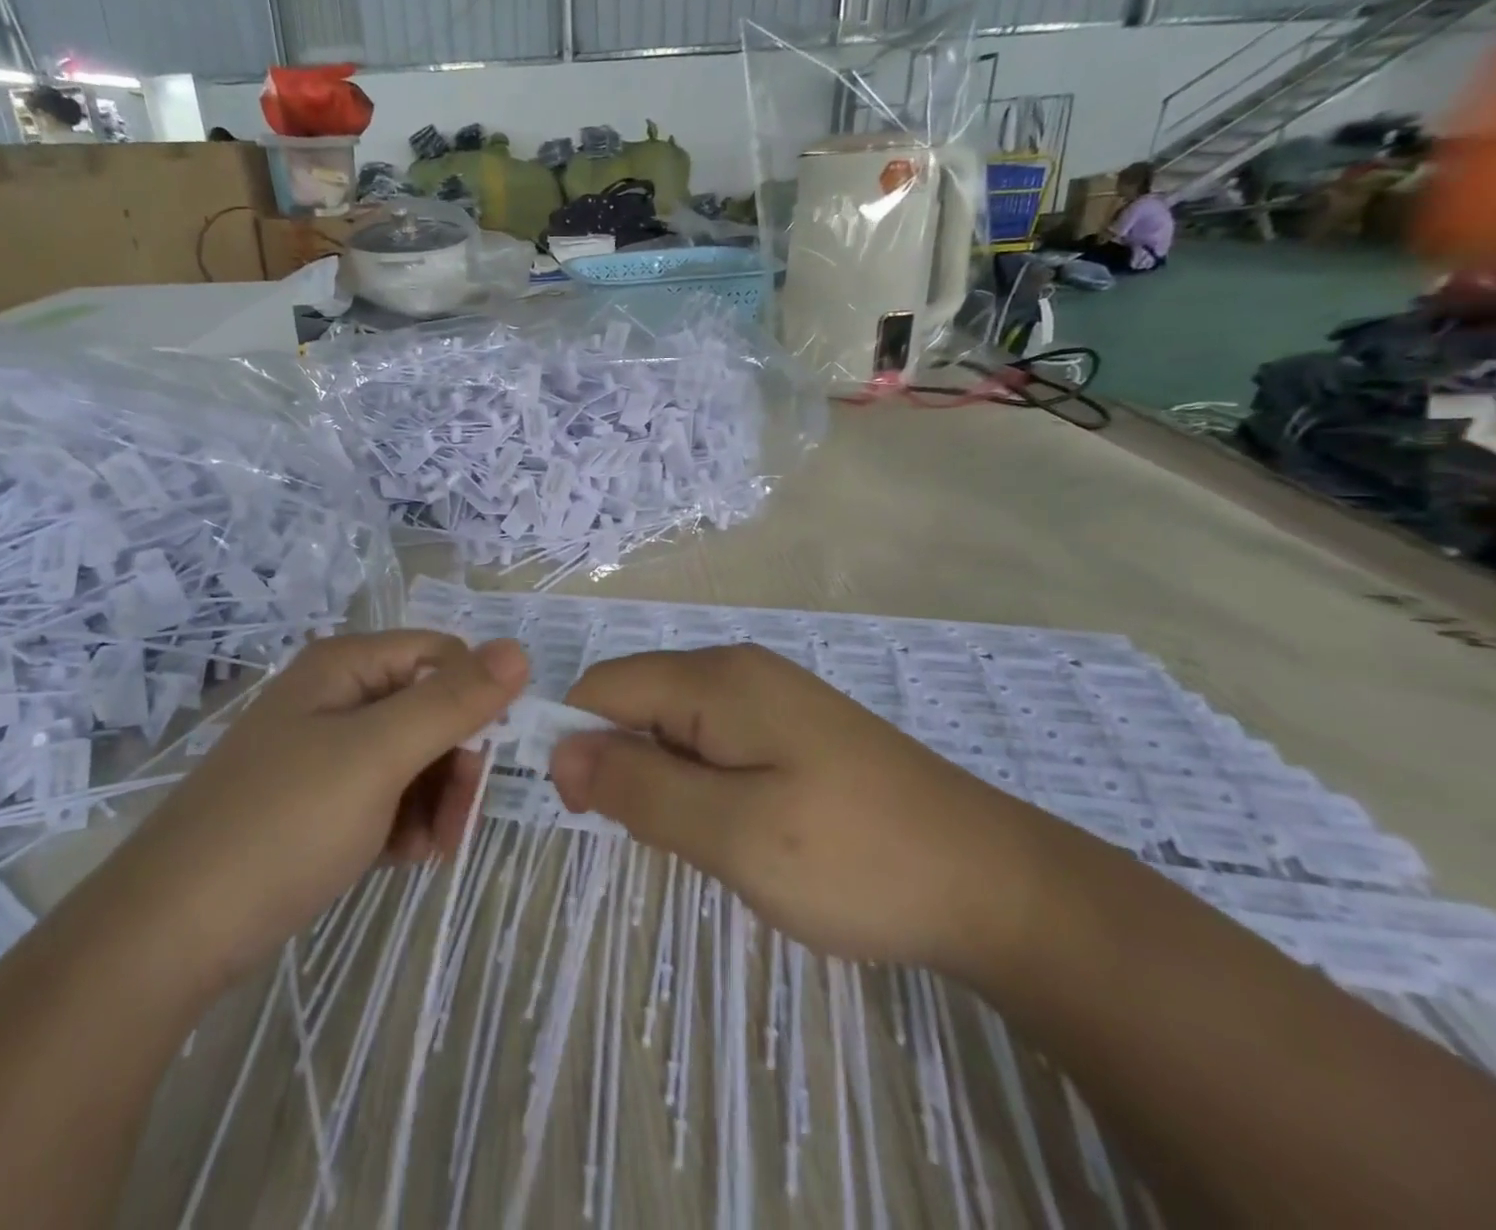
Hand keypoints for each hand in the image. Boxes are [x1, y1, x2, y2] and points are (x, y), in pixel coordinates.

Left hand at [82, 631, 528, 997]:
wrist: (170, 935)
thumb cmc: (282, 826)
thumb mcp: (377, 756)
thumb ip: (451, 702)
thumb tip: (518, 650)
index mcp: (345, 666)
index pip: (442, 656)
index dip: (475, 700)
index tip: (489, 760)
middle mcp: (336, 697)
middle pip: (431, 707)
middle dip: (456, 761)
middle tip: (460, 819)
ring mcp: (324, 751)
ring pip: (414, 756)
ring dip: (435, 799)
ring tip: (427, 848)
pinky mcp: (318, 801)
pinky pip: (386, 795)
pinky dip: (406, 822)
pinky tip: (402, 857)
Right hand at [549, 645, 1043, 973]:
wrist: (993, 882)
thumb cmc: (854, 858)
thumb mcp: (732, 833)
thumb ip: (639, 786)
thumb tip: (561, 749)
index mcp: (716, 678)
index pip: (604, 686)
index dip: (578, 742)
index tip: (588, 814)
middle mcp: (738, 670)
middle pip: (638, 702)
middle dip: (627, 766)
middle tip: (668, 840)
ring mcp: (770, 696)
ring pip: (675, 727)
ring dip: (667, 782)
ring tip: (713, 842)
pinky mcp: (793, 728)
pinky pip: (715, 742)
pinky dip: (704, 785)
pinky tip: (746, 829)